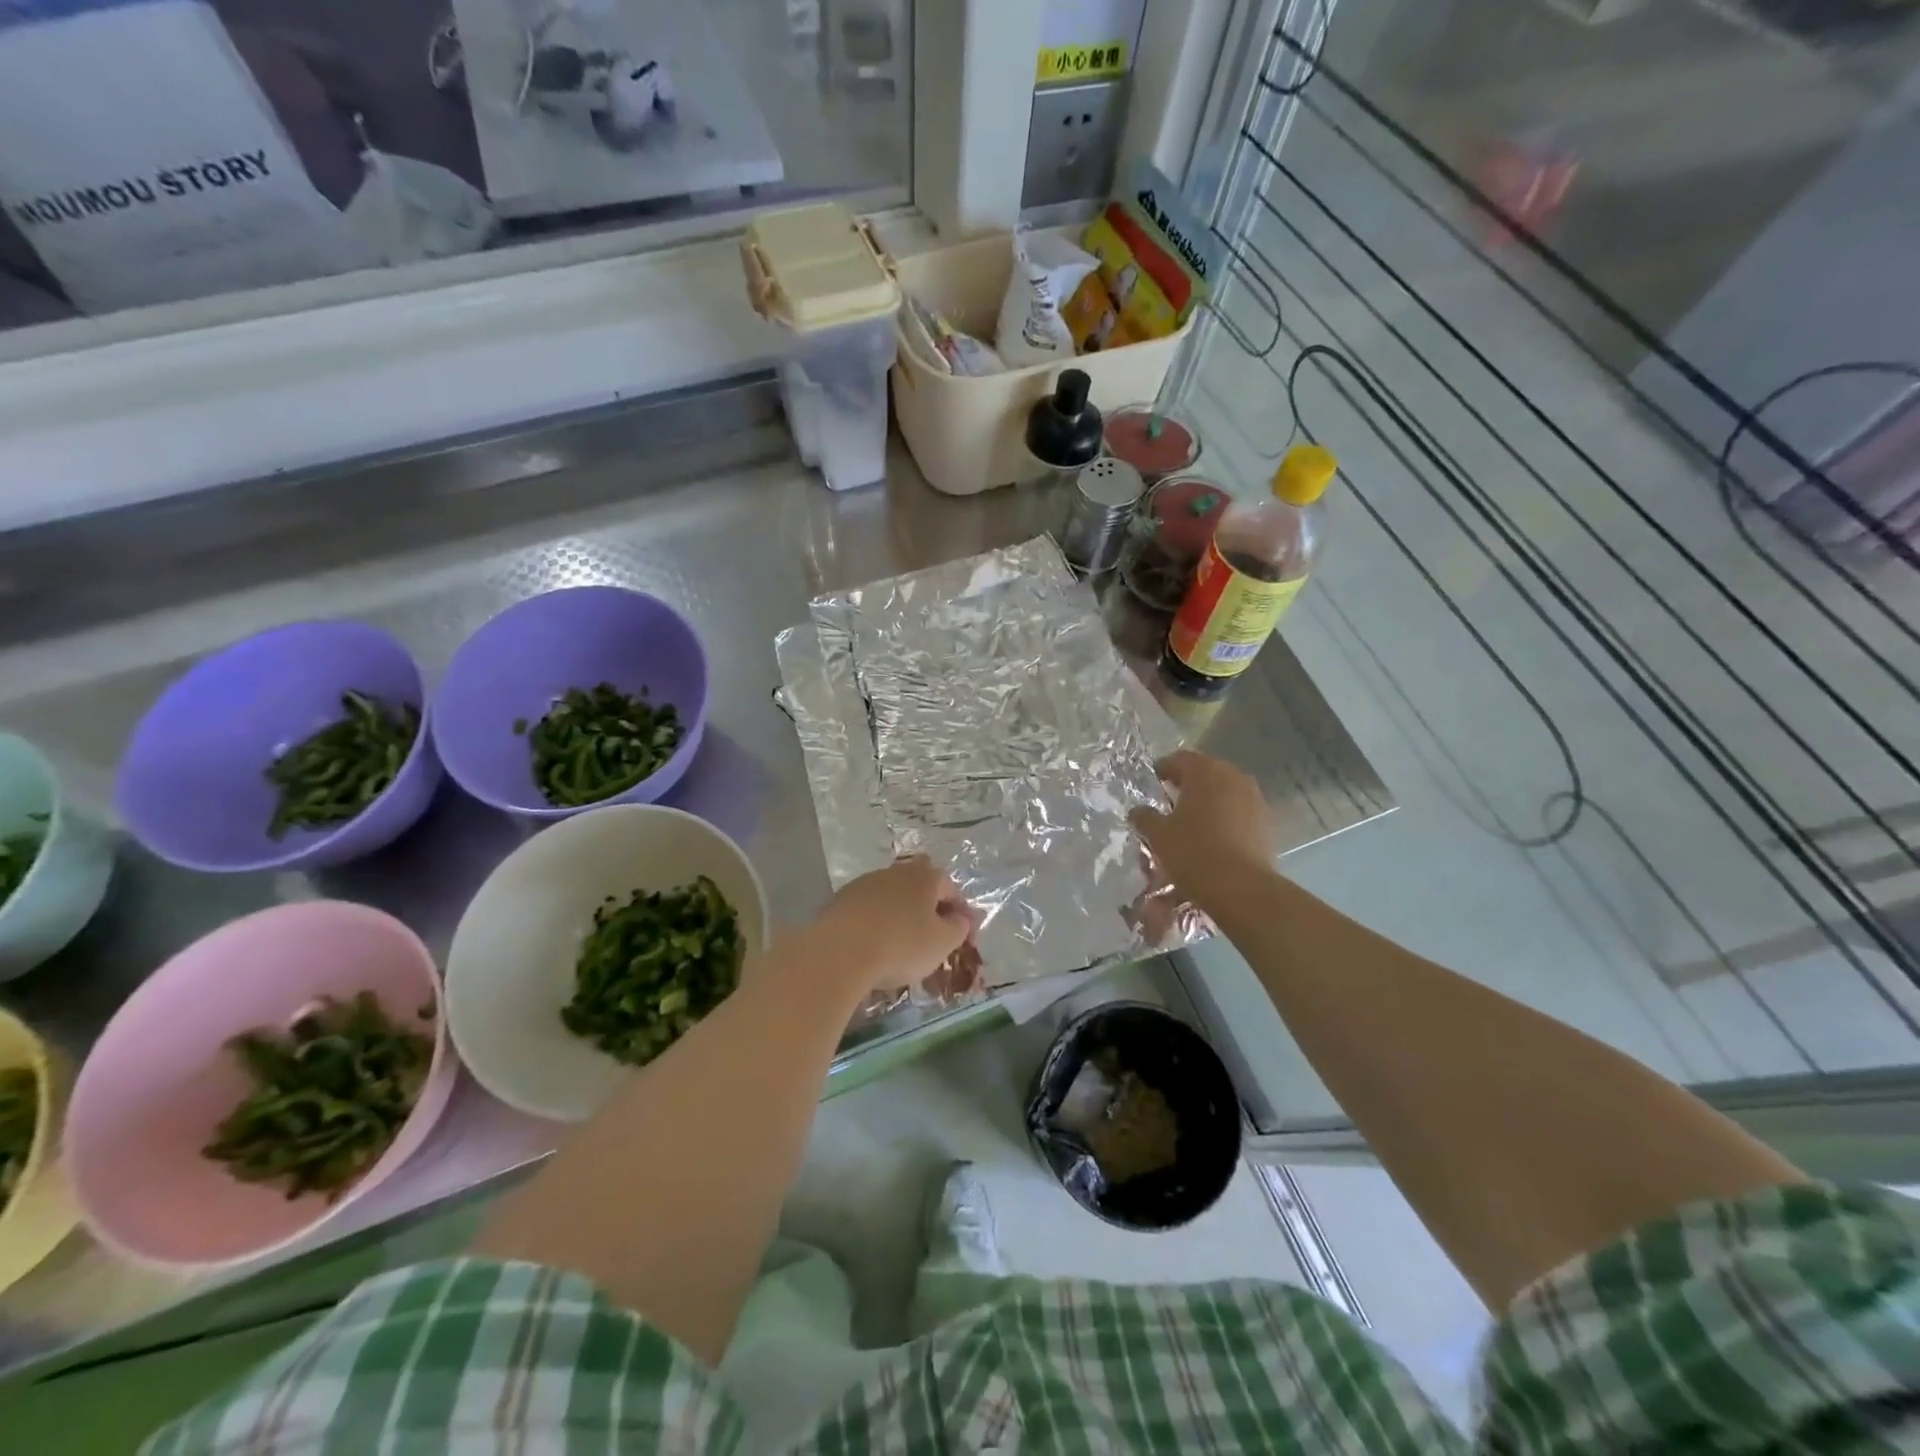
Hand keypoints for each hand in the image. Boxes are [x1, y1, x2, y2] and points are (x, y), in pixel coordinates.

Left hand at [804, 857, 973, 995]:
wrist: (840, 951)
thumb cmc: (901, 945)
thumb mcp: (942, 943)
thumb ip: (958, 928)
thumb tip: (960, 919)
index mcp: (925, 877)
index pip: (951, 888)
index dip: (960, 912)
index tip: (962, 937)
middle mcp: (896, 872)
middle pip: (919, 882)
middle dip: (927, 903)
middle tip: (930, 931)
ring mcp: (866, 883)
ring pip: (891, 893)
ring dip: (899, 911)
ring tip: (900, 942)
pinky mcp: (841, 899)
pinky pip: (867, 907)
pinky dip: (874, 921)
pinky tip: (873, 943)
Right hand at [1129, 751, 1274, 904]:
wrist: (1241, 888)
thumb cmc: (1193, 852)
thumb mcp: (1158, 835)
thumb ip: (1145, 817)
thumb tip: (1139, 811)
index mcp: (1205, 771)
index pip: (1179, 759)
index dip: (1163, 770)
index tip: (1152, 784)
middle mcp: (1233, 776)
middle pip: (1205, 773)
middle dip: (1187, 786)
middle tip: (1169, 803)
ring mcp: (1254, 798)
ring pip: (1224, 793)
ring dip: (1207, 803)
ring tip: (1191, 823)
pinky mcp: (1266, 822)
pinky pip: (1238, 812)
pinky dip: (1224, 819)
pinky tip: (1212, 838)